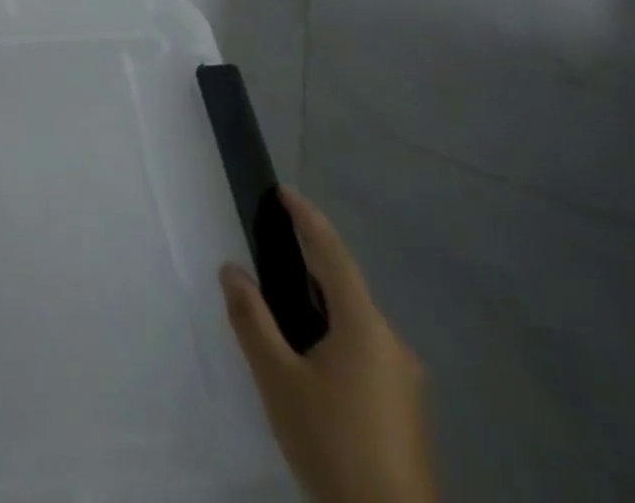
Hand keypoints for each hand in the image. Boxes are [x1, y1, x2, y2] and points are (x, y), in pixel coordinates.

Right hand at [221, 189, 436, 502]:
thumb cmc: (332, 443)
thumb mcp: (277, 378)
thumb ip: (252, 318)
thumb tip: (232, 270)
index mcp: (365, 327)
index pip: (333, 254)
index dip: (308, 219)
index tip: (283, 192)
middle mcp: (391, 344)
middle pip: (345, 286)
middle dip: (309, 262)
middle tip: (270, 244)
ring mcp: (402, 379)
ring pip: (353, 321)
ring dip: (318, 302)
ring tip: (279, 302)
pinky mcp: (402, 408)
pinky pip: (362, 349)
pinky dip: (331, 333)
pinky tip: (307, 355)